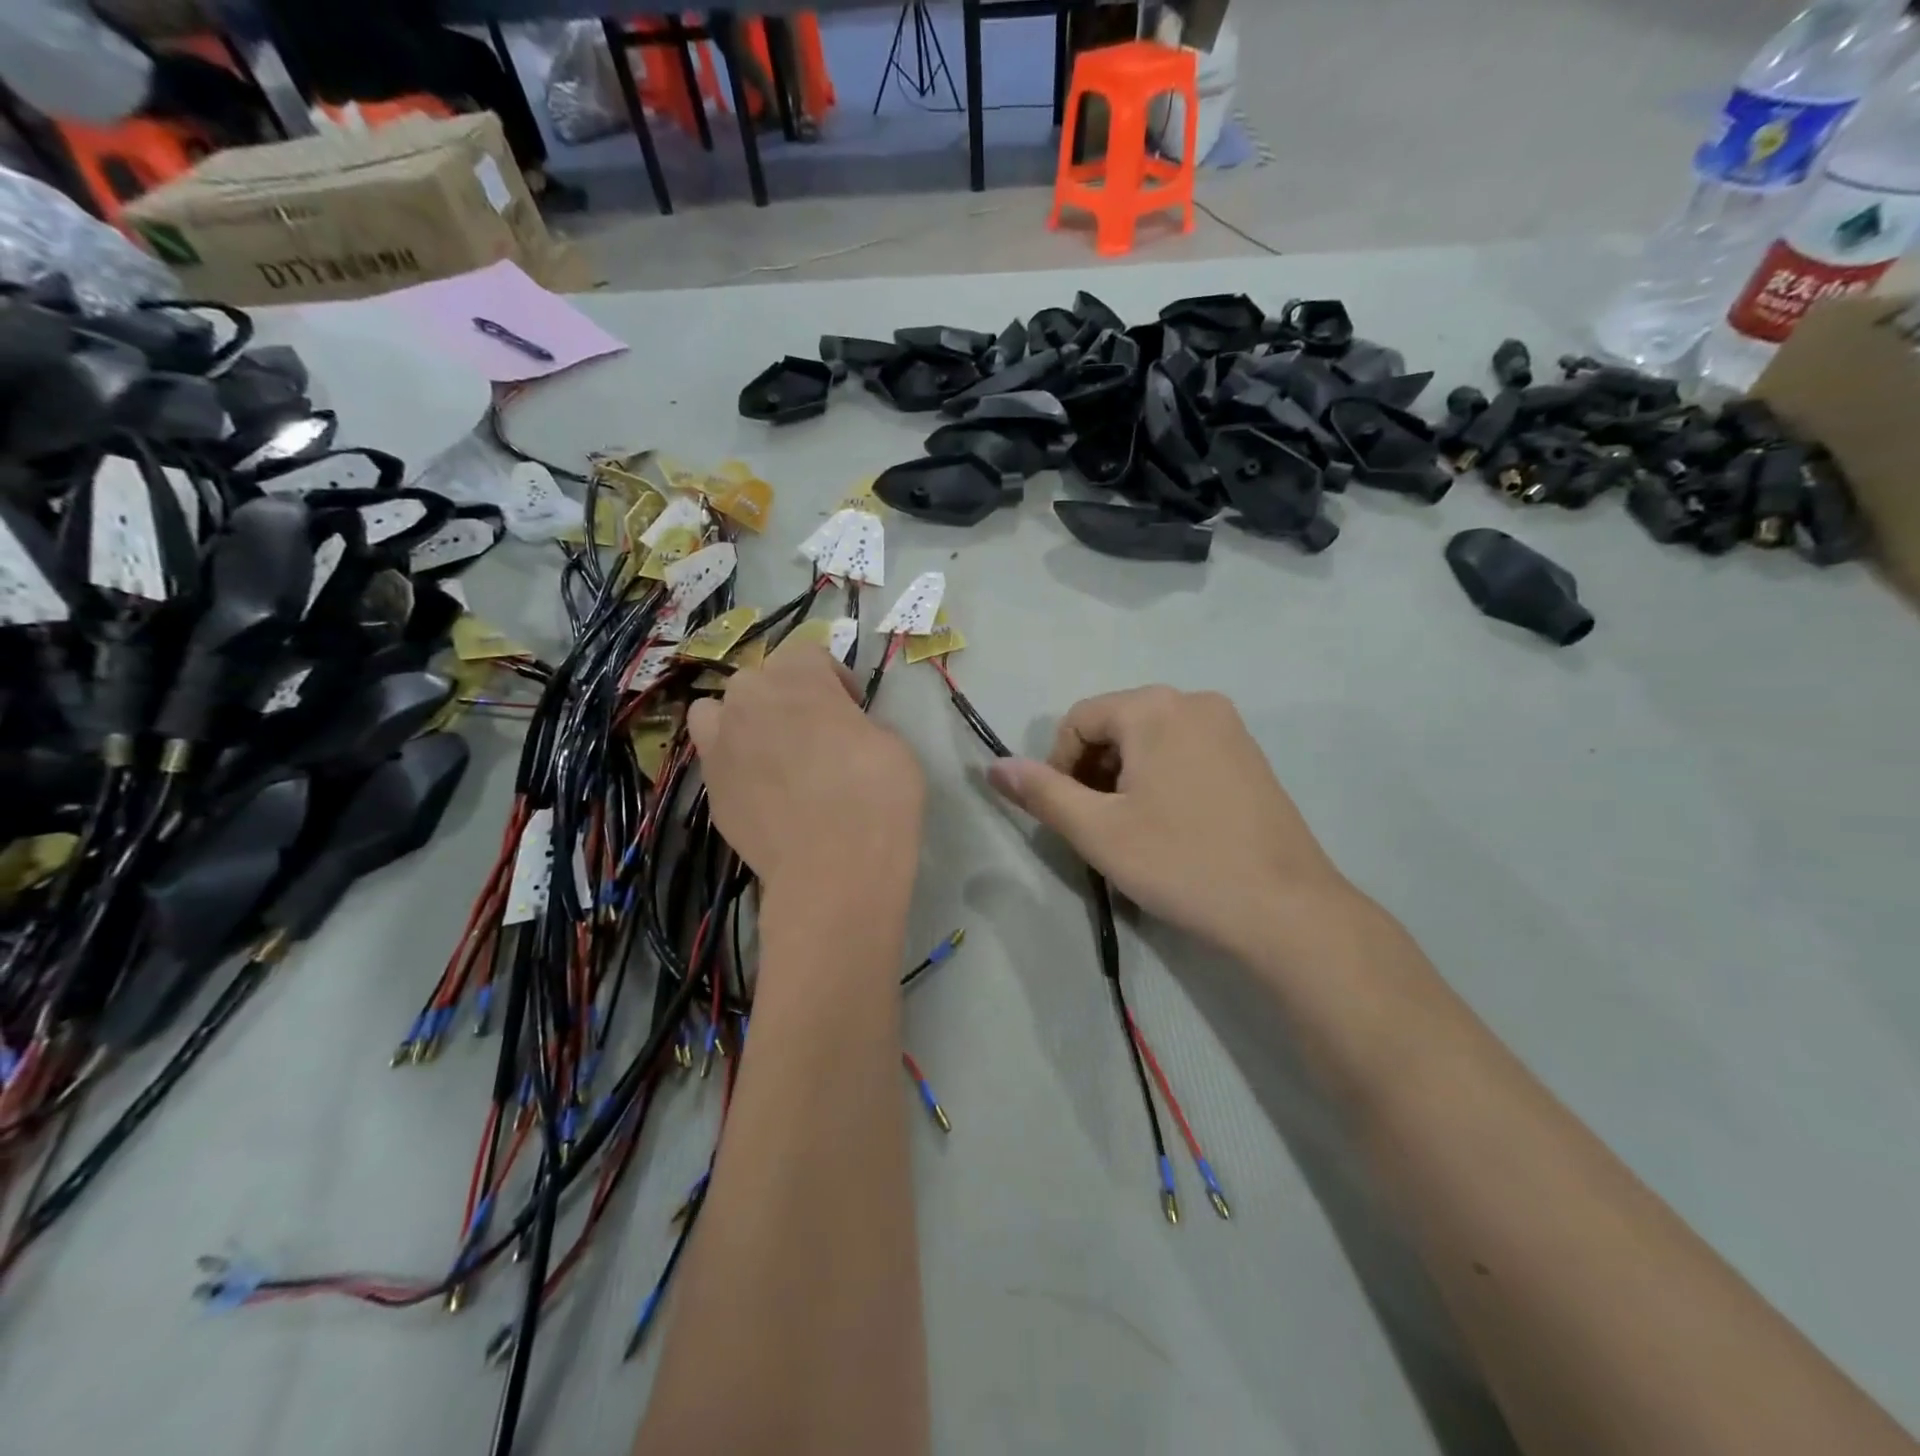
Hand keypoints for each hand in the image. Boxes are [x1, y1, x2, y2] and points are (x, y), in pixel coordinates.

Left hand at [688, 641, 923, 899]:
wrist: (833, 870)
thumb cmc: (876, 797)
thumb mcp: (893, 745)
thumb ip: (858, 723)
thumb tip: (840, 732)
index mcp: (798, 678)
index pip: (808, 654)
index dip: (833, 678)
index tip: (852, 708)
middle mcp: (750, 699)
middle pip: (760, 680)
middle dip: (786, 697)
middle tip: (815, 732)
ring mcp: (721, 744)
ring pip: (719, 711)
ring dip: (743, 720)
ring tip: (770, 752)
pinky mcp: (710, 787)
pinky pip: (715, 758)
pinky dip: (733, 762)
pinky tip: (761, 790)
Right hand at [987, 687, 1354, 962]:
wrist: (1286, 910)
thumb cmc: (1182, 864)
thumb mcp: (1098, 831)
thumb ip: (1042, 793)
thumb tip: (993, 767)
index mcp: (1154, 707)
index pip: (1078, 719)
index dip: (1058, 766)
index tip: (1068, 815)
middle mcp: (1194, 701)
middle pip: (1115, 725)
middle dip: (1092, 770)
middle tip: (1097, 825)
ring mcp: (1229, 726)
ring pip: (1149, 739)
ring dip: (1124, 776)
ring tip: (1132, 828)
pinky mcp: (1249, 754)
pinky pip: (1184, 750)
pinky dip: (1160, 777)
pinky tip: (1170, 824)